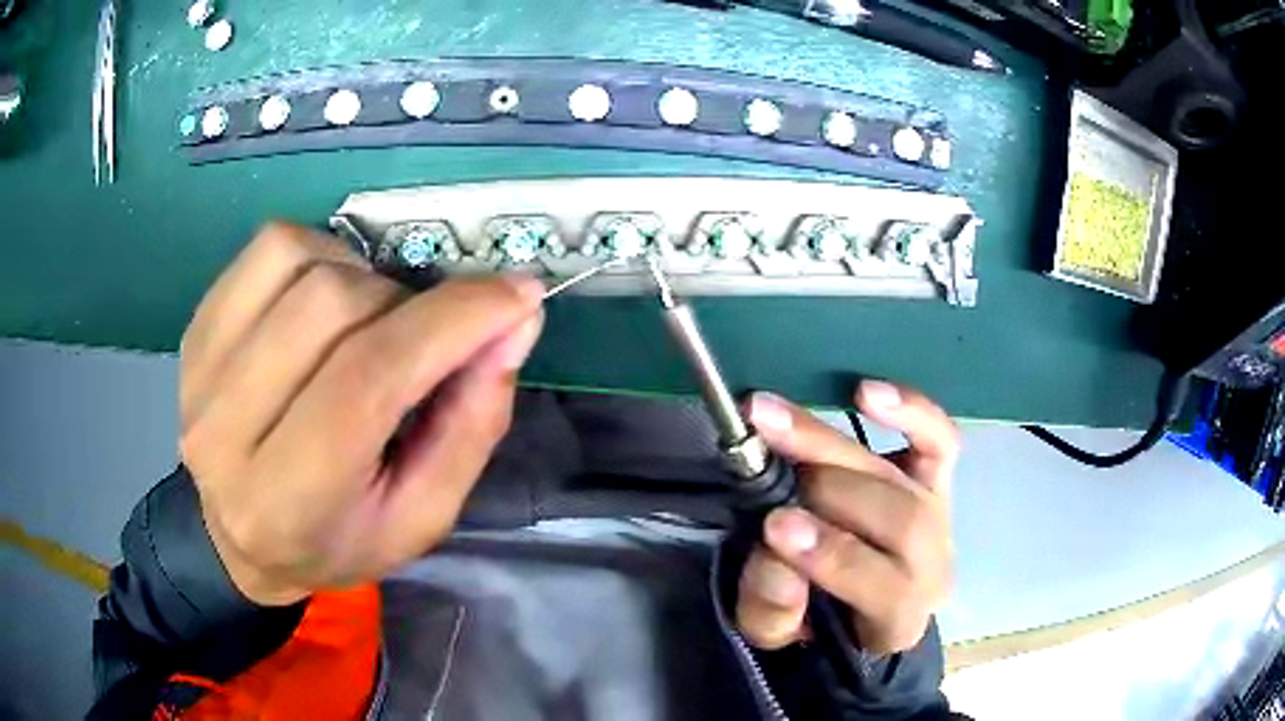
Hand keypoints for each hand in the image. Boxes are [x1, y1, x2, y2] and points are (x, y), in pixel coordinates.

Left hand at [180, 223, 543, 605]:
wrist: (242, 537)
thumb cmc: (338, 538)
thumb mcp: (423, 513)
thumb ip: (472, 424)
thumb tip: (515, 320)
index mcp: (287, 500)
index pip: (366, 380)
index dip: (450, 322)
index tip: (516, 296)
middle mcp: (226, 430)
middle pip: (331, 306)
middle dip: (407, 305)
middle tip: (427, 336)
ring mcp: (201, 370)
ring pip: (299, 261)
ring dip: (363, 277)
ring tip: (372, 322)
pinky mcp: (196, 329)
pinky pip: (269, 247)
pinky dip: (320, 253)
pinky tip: (325, 301)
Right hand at [735, 381, 957, 654]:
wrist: (855, 600)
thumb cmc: (815, 621)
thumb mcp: (777, 634)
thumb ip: (772, 608)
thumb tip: (776, 552)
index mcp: (899, 620)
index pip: (886, 588)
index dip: (833, 554)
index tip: (775, 526)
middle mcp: (932, 565)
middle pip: (900, 520)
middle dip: (829, 491)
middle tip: (765, 464)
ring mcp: (939, 515)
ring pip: (904, 478)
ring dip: (833, 446)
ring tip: (774, 419)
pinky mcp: (936, 478)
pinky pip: (939, 439)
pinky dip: (910, 412)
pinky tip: (865, 393)